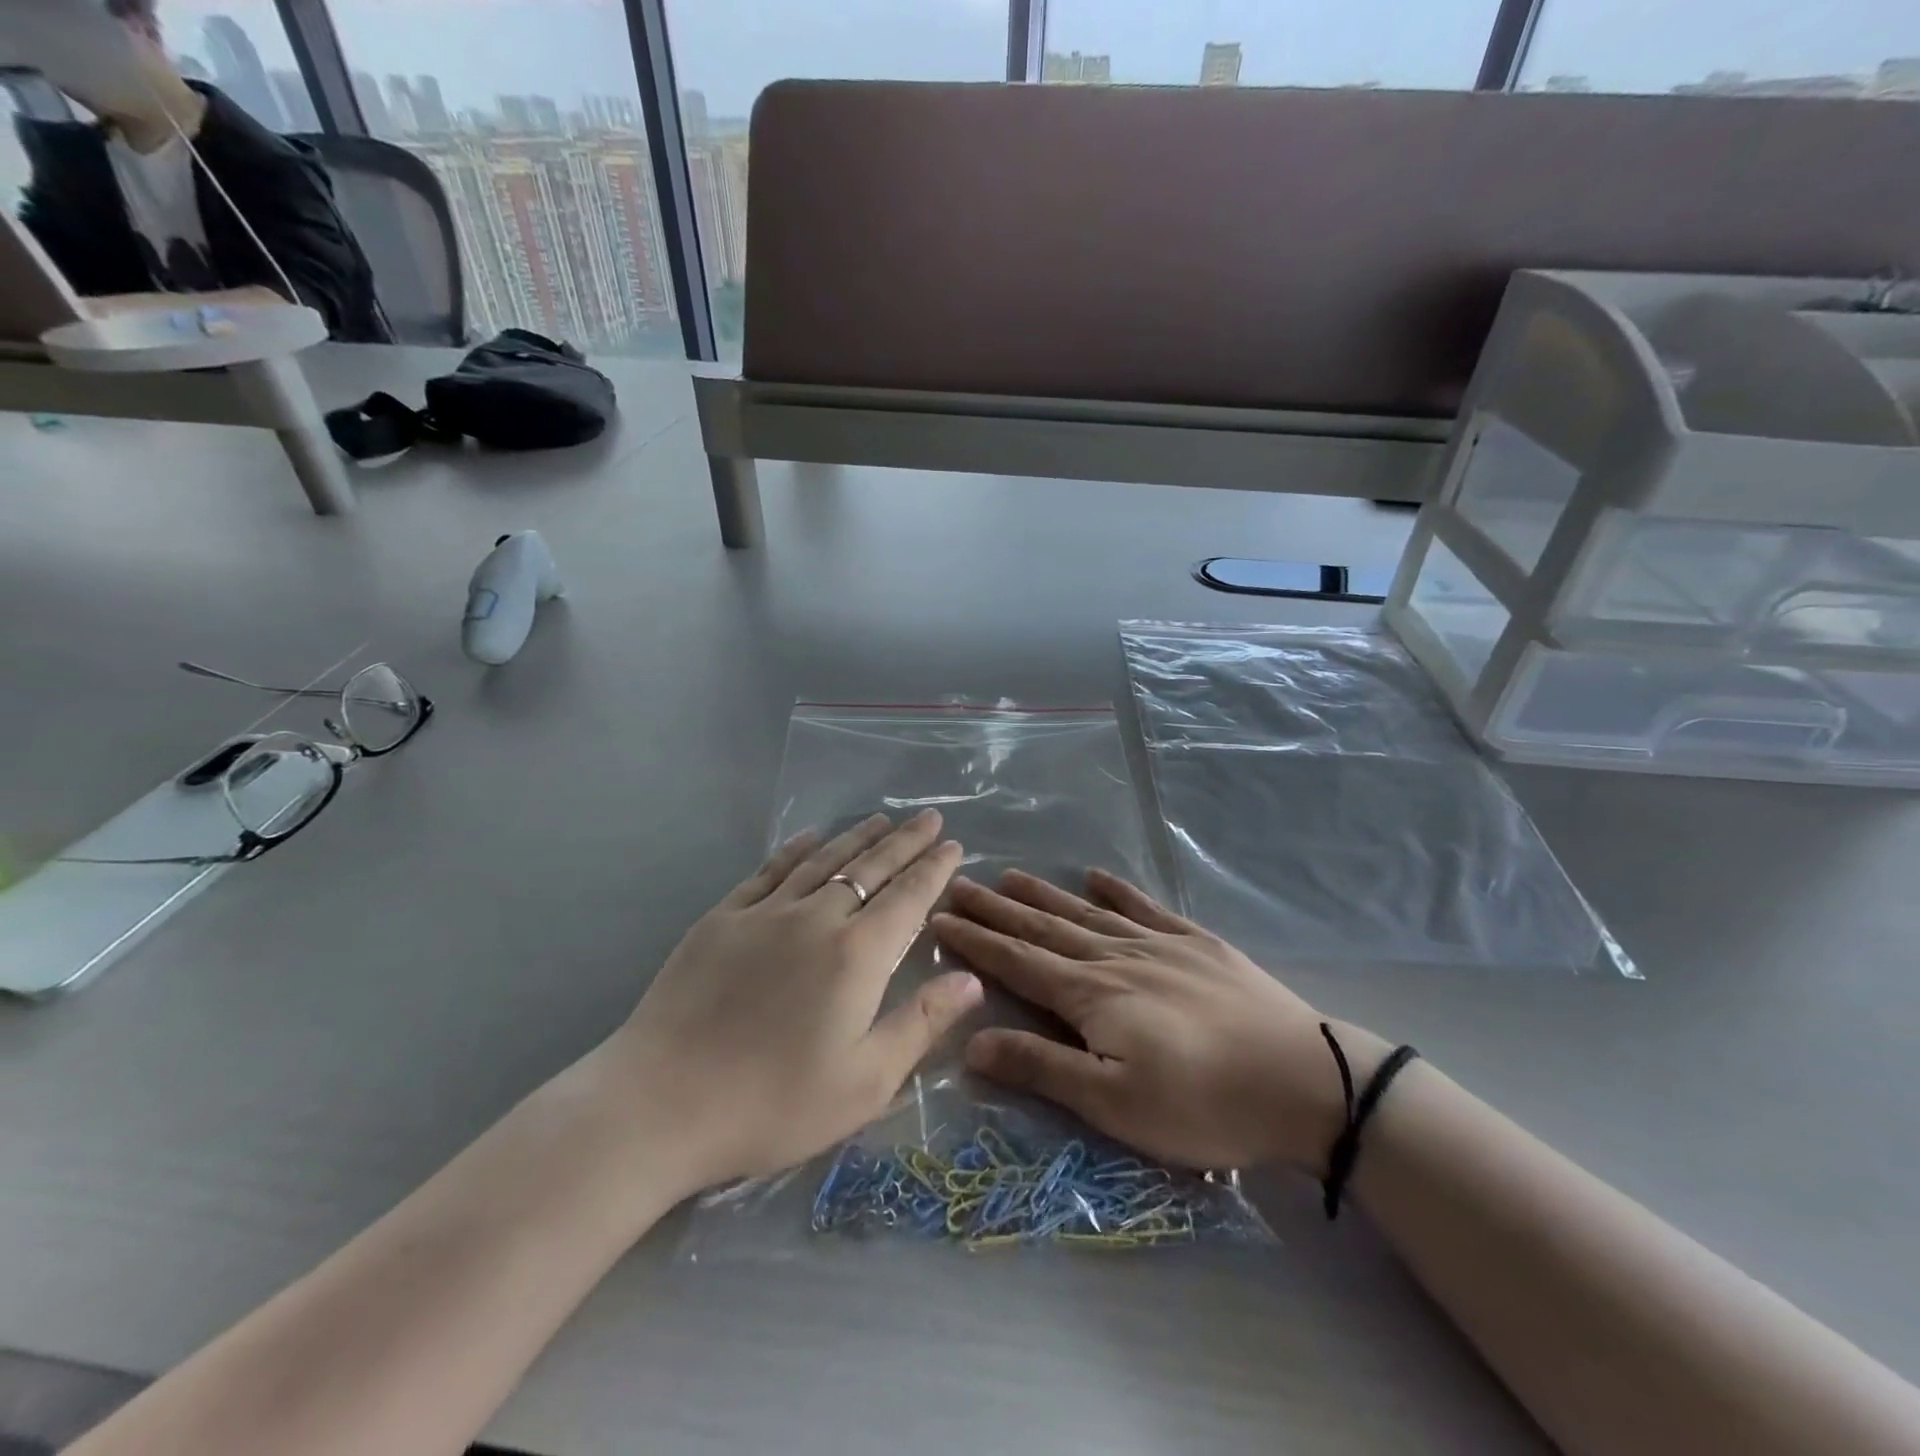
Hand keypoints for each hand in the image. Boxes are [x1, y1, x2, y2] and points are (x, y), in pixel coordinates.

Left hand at [605, 811, 980, 1190]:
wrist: (661, 1103)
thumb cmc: (773, 1102)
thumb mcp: (865, 1081)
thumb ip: (922, 1023)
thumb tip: (972, 979)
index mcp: (857, 954)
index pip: (908, 897)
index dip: (934, 868)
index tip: (954, 845)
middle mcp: (816, 918)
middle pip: (870, 868)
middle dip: (905, 841)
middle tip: (930, 817)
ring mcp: (765, 913)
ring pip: (823, 860)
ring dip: (857, 837)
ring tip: (882, 820)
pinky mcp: (722, 918)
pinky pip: (769, 870)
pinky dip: (796, 849)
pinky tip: (809, 837)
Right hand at [931, 869, 1390, 1173]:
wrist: (1304, 1080)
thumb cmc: (1203, 1103)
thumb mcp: (1114, 1102)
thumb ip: (1042, 1067)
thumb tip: (970, 1042)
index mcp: (1091, 995)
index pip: (1017, 960)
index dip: (975, 940)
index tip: (939, 917)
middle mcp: (1115, 957)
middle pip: (1043, 927)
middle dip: (997, 908)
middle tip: (960, 884)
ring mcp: (1158, 944)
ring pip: (1085, 912)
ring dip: (1045, 894)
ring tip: (1010, 876)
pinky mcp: (1198, 944)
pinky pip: (1146, 907)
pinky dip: (1118, 891)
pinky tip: (1099, 876)